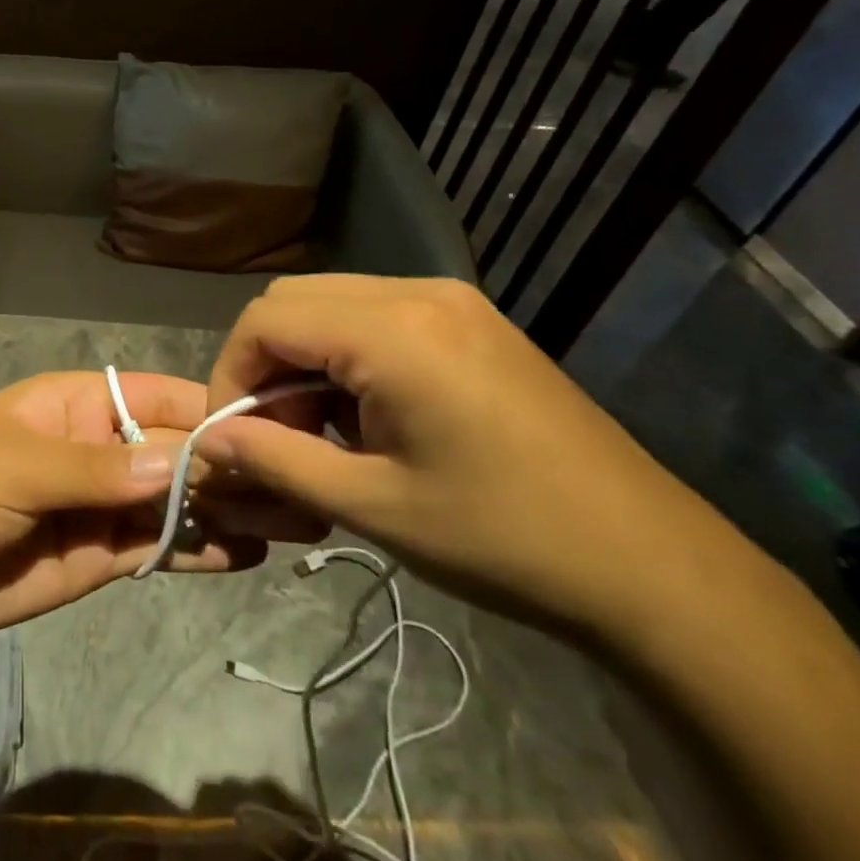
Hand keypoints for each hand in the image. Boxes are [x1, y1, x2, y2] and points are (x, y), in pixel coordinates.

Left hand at [0, 371, 320, 638]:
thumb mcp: (17, 467)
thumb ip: (95, 471)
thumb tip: (179, 463)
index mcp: (79, 405)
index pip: (158, 398)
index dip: (210, 412)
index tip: (270, 433)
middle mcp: (102, 448)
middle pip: (178, 451)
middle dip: (232, 467)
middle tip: (301, 489)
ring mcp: (106, 503)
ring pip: (178, 500)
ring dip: (228, 509)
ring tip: (294, 523)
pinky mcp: (103, 553)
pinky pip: (159, 546)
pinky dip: (198, 549)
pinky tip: (244, 555)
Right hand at [195, 275, 740, 637]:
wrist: (653, 567)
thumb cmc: (504, 539)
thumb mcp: (372, 505)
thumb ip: (274, 460)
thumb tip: (206, 439)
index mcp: (391, 331)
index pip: (264, 320)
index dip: (231, 374)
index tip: (233, 435)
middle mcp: (417, 293)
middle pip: (292, 301)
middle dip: (263, 363)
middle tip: (275, 434)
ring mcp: (451, 301)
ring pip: (330, 304)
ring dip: (302, 358)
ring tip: (319, 431)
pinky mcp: (472, 320)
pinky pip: (374, 315)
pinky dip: (344, 354)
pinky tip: (367, 415)